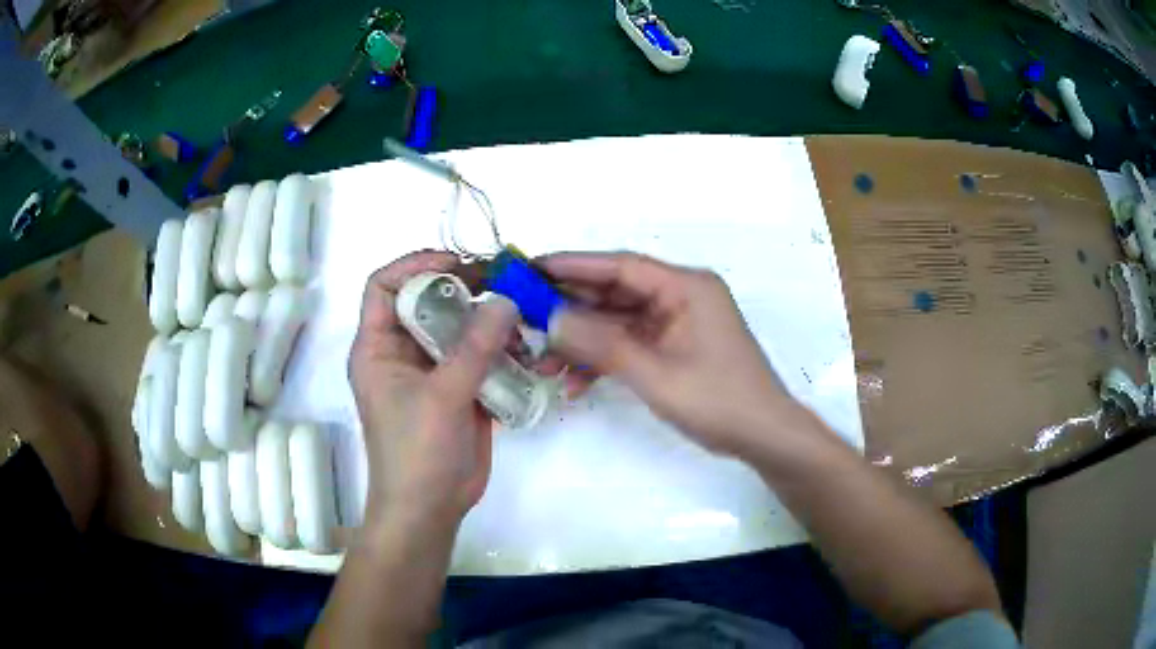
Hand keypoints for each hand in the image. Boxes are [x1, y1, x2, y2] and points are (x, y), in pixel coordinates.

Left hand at [348, 251, 518, 532]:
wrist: (430, 509)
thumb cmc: (417, 452)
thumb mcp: (442, 397)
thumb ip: (474, 348)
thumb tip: (506, 300)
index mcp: (378, 347)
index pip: (385, 286)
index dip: (416, 266)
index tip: (458, 266)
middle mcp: (402, 352)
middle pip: (428, 301)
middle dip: (464, 290)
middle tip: (503, 286)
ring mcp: (432, 370)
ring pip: (458, 327)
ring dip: (488, 322)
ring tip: (520, 326)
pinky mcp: (458, 389)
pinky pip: (478, 356)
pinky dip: (501, 351)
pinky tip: (524, 355)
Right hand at [544, 252, 802, 454]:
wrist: (763, 436)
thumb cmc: (718, 400)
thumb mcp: (655, 374)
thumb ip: (602, 344)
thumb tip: (551, 318)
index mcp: (685, 287)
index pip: (619, 265)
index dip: (571, 265)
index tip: (530, 269)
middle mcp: (680, 296)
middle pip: (614, 292)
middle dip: (570, 308)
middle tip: (524, 316)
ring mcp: (677, 322)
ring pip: (617, 321)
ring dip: (582, 341)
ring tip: (541, 362)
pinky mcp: (674, 346)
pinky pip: (630, 344)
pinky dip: (603, 359)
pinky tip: (573, 382)